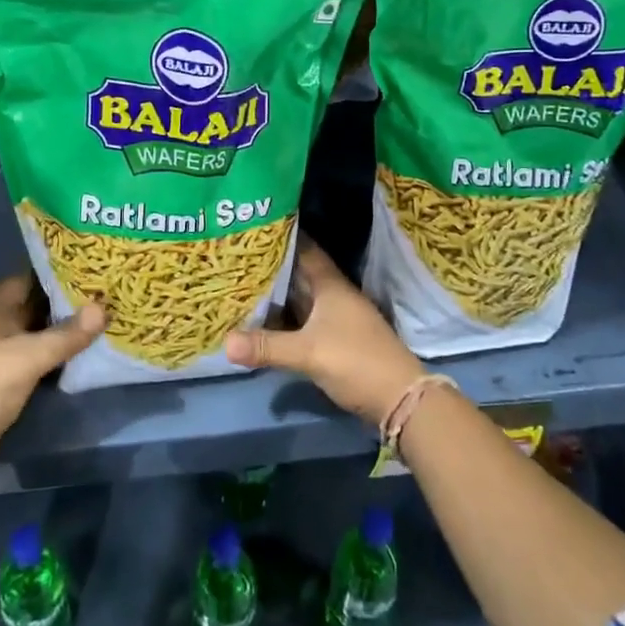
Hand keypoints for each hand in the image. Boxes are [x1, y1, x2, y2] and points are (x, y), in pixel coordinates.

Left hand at [0, 273, 105, 469]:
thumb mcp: (29, 356)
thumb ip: (67, 334)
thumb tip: (103, 307)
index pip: (26, 277)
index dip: (53, 270)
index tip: (85, 266)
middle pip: (34, 305)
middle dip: (63, 299)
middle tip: (100, 292)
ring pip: (37, 332)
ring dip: (61, 328)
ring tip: (98, 318)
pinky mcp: (6, 380)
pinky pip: (36, 357)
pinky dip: (55, 353)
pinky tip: (80, 352)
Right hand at [224, 238, 423, 425]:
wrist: (399, 398)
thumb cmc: (355, 361)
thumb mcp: (307, 353)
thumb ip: (266, 346)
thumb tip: (225, 343)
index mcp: (330, 285)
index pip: (305, 249)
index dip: (283, 237)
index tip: (255, 228)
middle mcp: (334, 295)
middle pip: (299, 274)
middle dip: (272, 266)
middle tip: (239, 256)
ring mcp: (337, 318)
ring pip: (301, 298)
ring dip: (277, 294)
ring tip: (243, 284)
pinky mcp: (336, 339)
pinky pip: (304, 320)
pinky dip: (285, 317)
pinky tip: (264, 320)